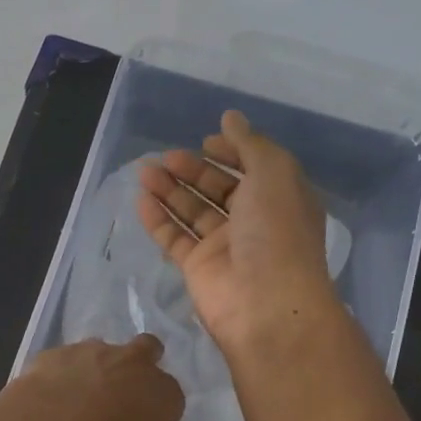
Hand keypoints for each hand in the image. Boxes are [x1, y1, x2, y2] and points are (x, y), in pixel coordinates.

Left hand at [5, 335, 183, 420]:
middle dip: (138, 364)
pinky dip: (59, 376)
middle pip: (146, 349)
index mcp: (163, 392)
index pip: (171, 395)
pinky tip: (48, 399)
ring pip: (100, 353)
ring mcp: (91, 351)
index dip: (158, 410)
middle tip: (121, 393)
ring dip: (94, 370)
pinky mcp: (55, 353)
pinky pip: (62, 362)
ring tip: (75, 402)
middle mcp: (133, 362)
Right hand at [136, 109, 342, 352]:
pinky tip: (141, 200)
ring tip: (144, 171)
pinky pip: (174, 238)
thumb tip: (230, 118)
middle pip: (218, 189)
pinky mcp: (198, 268)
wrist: (265, 302)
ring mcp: (224, 247)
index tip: (206, 141)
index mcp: (280, 198)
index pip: (253, 169)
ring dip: (170, 190)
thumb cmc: (276, 231)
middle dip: (192, 170)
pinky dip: (158, 219)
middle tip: (166, 157)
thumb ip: (249, 143)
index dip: (230, 152)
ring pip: (192, 212)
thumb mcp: (273, 172)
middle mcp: (253, 222)